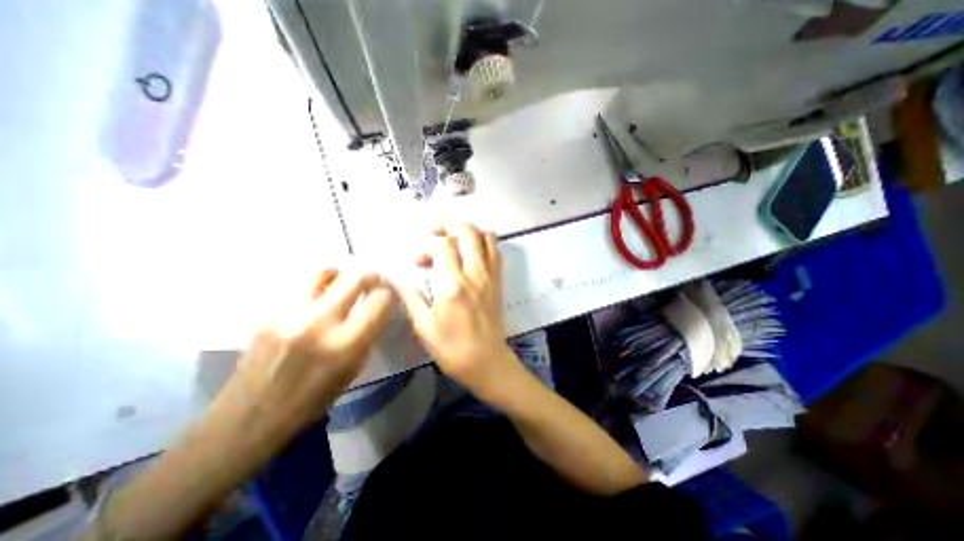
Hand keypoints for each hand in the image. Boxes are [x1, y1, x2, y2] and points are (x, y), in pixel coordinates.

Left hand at [223, 270, 393, 443]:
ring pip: (323, 272)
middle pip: (355, 278)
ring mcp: (288, 315)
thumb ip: (368, 334)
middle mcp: (318, 324)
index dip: (387, 295)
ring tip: (341, 284)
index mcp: (345, 346)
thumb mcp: (354, 370)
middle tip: (372, 281)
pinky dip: (315, 288)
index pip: (379, 301)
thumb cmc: (313, 399)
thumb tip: (376, 308)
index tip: (386, 297)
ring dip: (339, 275)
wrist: (249, 417)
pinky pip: (299, 287)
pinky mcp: (267, 312)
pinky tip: (314, 301)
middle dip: (370, 277)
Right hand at [397, 222, 523, 394]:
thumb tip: (397, 279)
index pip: (442, 245)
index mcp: (453, 284)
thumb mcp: (424, 326)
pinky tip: (471, 252)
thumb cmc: (452, 348)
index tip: (418, 261)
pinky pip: (495, 251)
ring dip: (468, 231)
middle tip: (434, 230)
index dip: (426, 246)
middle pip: (467, 230)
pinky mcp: (498, 281)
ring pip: (485, 236)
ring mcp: (490, 275)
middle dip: (448, 223)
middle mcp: (474, 273)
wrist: (486, 361)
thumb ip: (411, 297)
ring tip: (453, 239)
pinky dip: (483, 242)